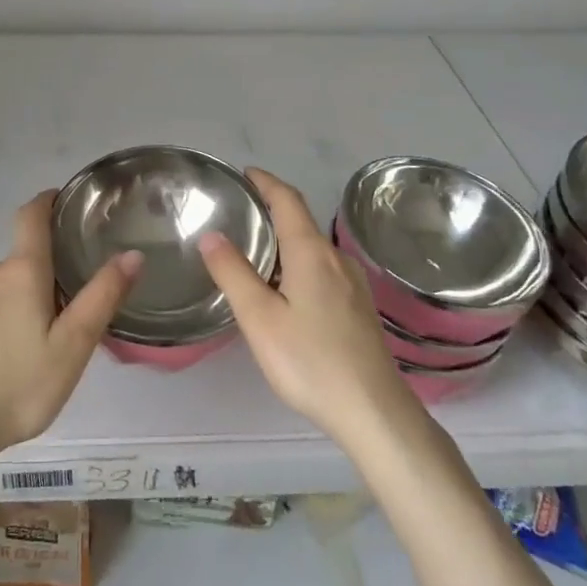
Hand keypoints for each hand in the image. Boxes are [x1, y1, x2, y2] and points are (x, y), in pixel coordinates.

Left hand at [0, 191, 139, 466]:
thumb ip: (102, 297)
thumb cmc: (18, 387)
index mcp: (21, 272)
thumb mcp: (73, 347)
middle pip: (18, 264)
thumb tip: (132, 254)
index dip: (46, 202)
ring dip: (11, 308)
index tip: (59, 200)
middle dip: (38, 281)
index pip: (31, 216)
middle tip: (57, 323)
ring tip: (23, 353)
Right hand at [199, 169, 417, 447]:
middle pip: (301, 220)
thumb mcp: (259, 318)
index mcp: (311, 252)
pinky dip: (298, 261)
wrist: (374, 411)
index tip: (244, 174)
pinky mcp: (358, 307)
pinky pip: (322, 268)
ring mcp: (352, 283)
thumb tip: (212, 234)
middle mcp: (335, 258)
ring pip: (312, 247)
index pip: (287, 199)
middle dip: (271, 209)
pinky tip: (284, 288)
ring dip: (285, 238)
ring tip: (254, 250)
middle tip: (238, 213)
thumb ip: (233, 273)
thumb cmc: (310, 361)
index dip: (265, 182)